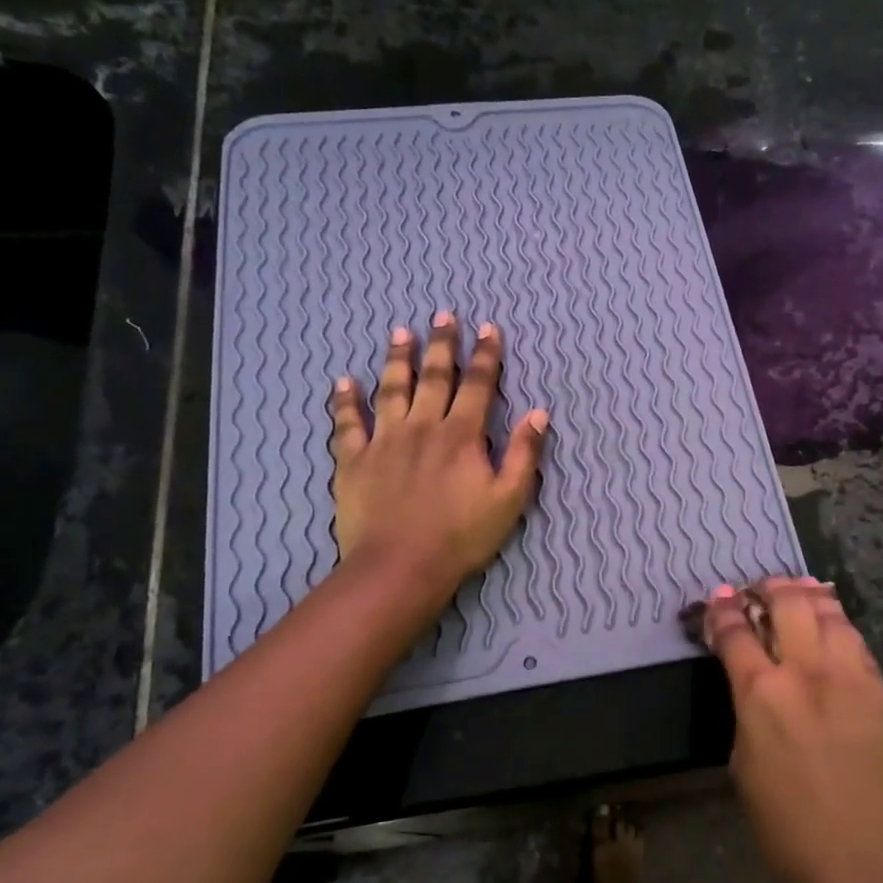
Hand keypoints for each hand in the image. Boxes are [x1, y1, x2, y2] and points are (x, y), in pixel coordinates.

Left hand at [329, 311, 547, 592]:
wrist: (400, 567)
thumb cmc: (461, 537)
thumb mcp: (509, 499)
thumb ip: (524, 454)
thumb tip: (539, 413)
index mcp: (462, 435)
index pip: (478, 385)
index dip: (485, 355)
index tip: (488, 328)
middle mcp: (423, 427)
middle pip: (434, 377)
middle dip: (442, 345)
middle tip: (443, 315)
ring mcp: (384, 441)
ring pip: (391, 389)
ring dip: (397, 359)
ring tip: (400, 333)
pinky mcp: (354, 460)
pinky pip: (347, 423)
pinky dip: (345, 401)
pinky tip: (343, 381)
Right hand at [705, 578, 882, 882]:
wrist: (860, 870)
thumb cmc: (784, 829)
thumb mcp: (743, 761)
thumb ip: (749, 707)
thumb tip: (752, 678)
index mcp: (763, 694)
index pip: (736, 632)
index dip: (722, 609)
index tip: (718, 597)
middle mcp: (809, 673)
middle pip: (788, 604)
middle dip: (769, 588)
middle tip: (759, 588)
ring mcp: (854, 679)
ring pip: (831, 614)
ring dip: (810, 597)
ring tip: (800, 590)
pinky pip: (858, 646)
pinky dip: (840, 629)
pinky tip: (834, 630)